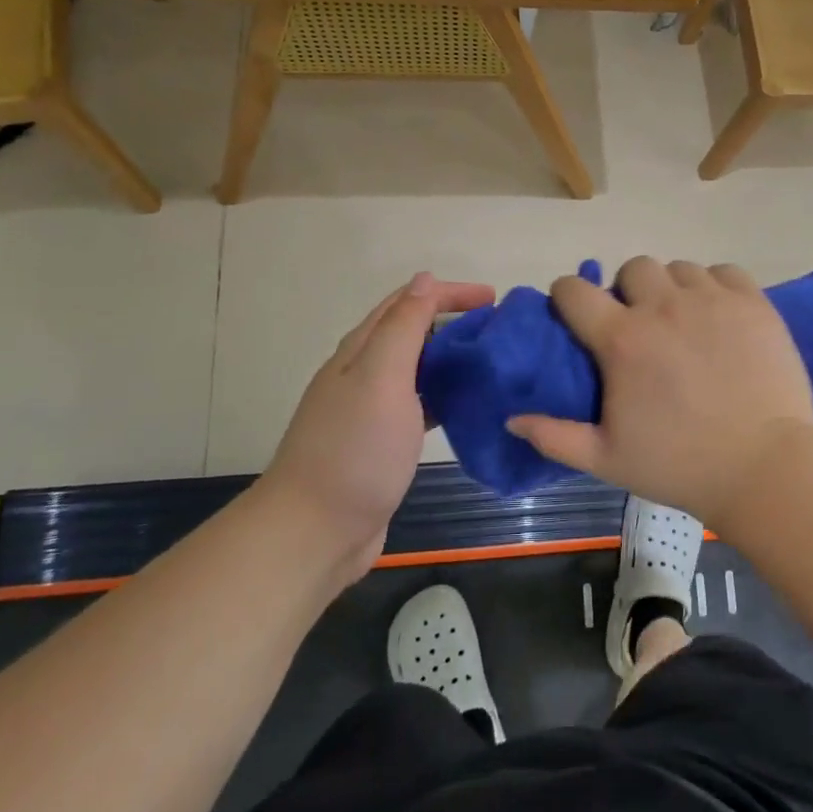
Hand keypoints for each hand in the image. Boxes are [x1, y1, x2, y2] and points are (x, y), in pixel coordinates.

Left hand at [259, 272, 493, 583]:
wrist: (315, 531)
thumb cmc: (355, 449)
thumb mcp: (381, 377)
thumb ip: (403, 327)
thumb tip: (424, 280)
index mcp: (361, 351)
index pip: (407, 303)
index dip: (448, 293)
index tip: (492, 298)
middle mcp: (363, 374)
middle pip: (411, 332)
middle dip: (453, 322)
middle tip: (498, 330)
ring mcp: (371, 410)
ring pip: (418, 369)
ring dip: (451, 358)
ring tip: (490, 362)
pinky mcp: (383, 443)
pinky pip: (421, 404)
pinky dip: (446, 395)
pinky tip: (468, 406)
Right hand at [506, 257, 812, 530]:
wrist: (766, 469)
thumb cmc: (680, 466)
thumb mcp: (606, 460)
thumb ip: (554, 436)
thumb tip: (511, 419)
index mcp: (622, 340)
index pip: (574, 290)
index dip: (566, 296)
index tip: (574, 314)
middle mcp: (663, 306)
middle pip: (632, 267)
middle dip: (626, 289)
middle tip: (638, 324)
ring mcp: (712, 300)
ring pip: (678, 268)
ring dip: (671, 288)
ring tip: (682, 321)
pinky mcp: (753, 303)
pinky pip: (724, 271)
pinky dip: (715, 285)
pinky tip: (719, 316)